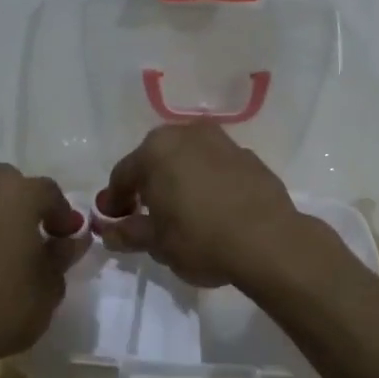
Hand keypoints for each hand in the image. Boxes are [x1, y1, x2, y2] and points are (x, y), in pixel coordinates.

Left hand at [0, 164, 87, 369]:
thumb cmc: (5, 306)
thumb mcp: (50, 286)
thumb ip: (61, 256)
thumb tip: (71, 240)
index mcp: (16, 193)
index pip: (49, 192)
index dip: (62, 215)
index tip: (68, 237)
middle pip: (6, 184)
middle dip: (21, 205)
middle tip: (30, 238)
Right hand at [97, 124, 315, 287]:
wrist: (269, 241)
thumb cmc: (200, 239)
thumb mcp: (156, 243)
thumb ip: (128, 232)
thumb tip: (109, 230)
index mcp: (156, 150)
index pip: (123, 175)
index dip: (114, 200)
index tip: (113, 221)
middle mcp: (187, 134)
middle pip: (156, 160)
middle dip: (147, 185)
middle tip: (143, 214)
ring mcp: (222, 142)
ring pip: (188, 160)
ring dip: (178, 180)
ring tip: (180, 211)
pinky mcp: (249, 157)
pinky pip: (216, 168)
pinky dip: (207, 182)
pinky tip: (212, 208)